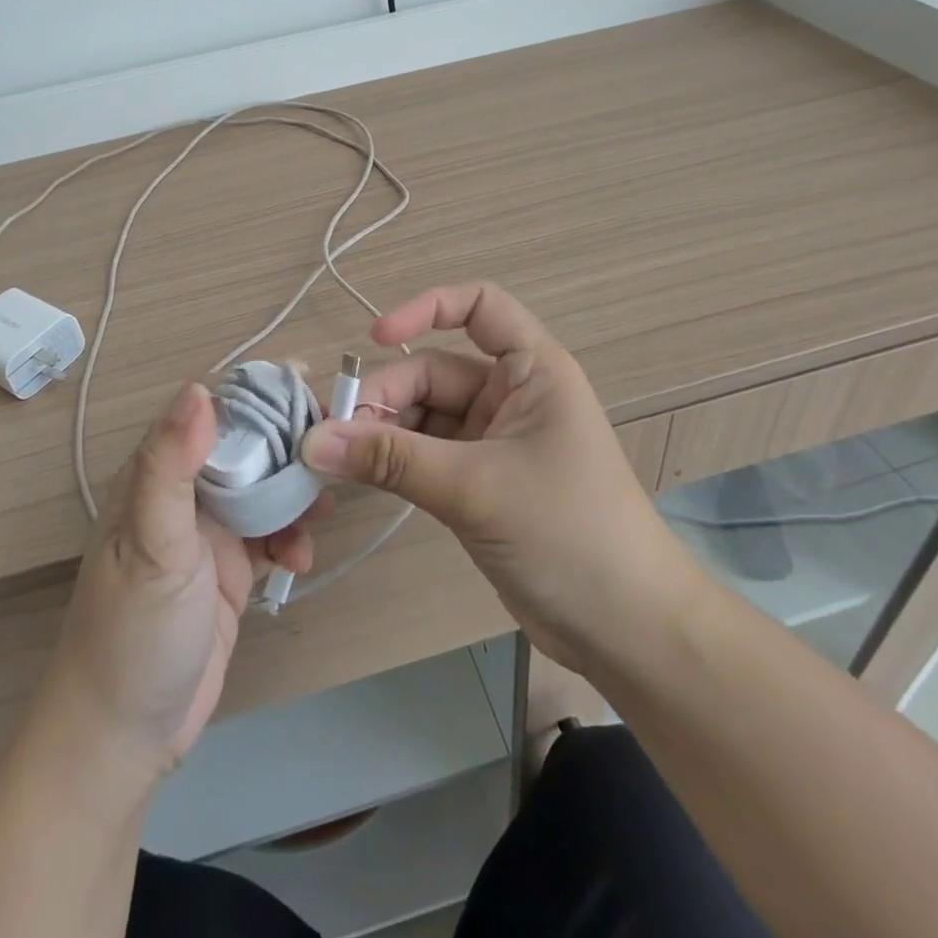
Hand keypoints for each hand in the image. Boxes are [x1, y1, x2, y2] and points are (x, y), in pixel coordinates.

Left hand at [35, 382, 313, 780]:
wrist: (124, 737)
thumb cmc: (132, 633)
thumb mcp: (151, 545)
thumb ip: (170, 466)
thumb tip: (200, 388)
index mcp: (156, 475)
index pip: (211, 411)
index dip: (257, 394)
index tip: (307, 385)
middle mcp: (183, 494)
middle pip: (246, 447)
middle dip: (289, 445)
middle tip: (333, 452)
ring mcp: (209, 533)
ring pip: (265, 489)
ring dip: (296, 494)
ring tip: (323, 511)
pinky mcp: (231, 570)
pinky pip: (272, 535)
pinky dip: (292, 539)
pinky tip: (301, 560)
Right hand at [299, 282, 701, 669]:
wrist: (625, 630)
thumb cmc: (568, 533)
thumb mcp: (475, 488)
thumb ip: (391, 460)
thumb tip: (312, 440)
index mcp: (532, 370)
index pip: (480, 307)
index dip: (428, 308)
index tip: (375, 336)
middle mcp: (511, 395)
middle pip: (433, 372)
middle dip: (384, 395)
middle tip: (329, 432)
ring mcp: (493, 441)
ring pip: (422, 416)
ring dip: (380, 432)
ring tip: (332, 457)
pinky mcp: (477, 482)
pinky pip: (423, 455)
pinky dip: (391, 462)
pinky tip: (357, 475)